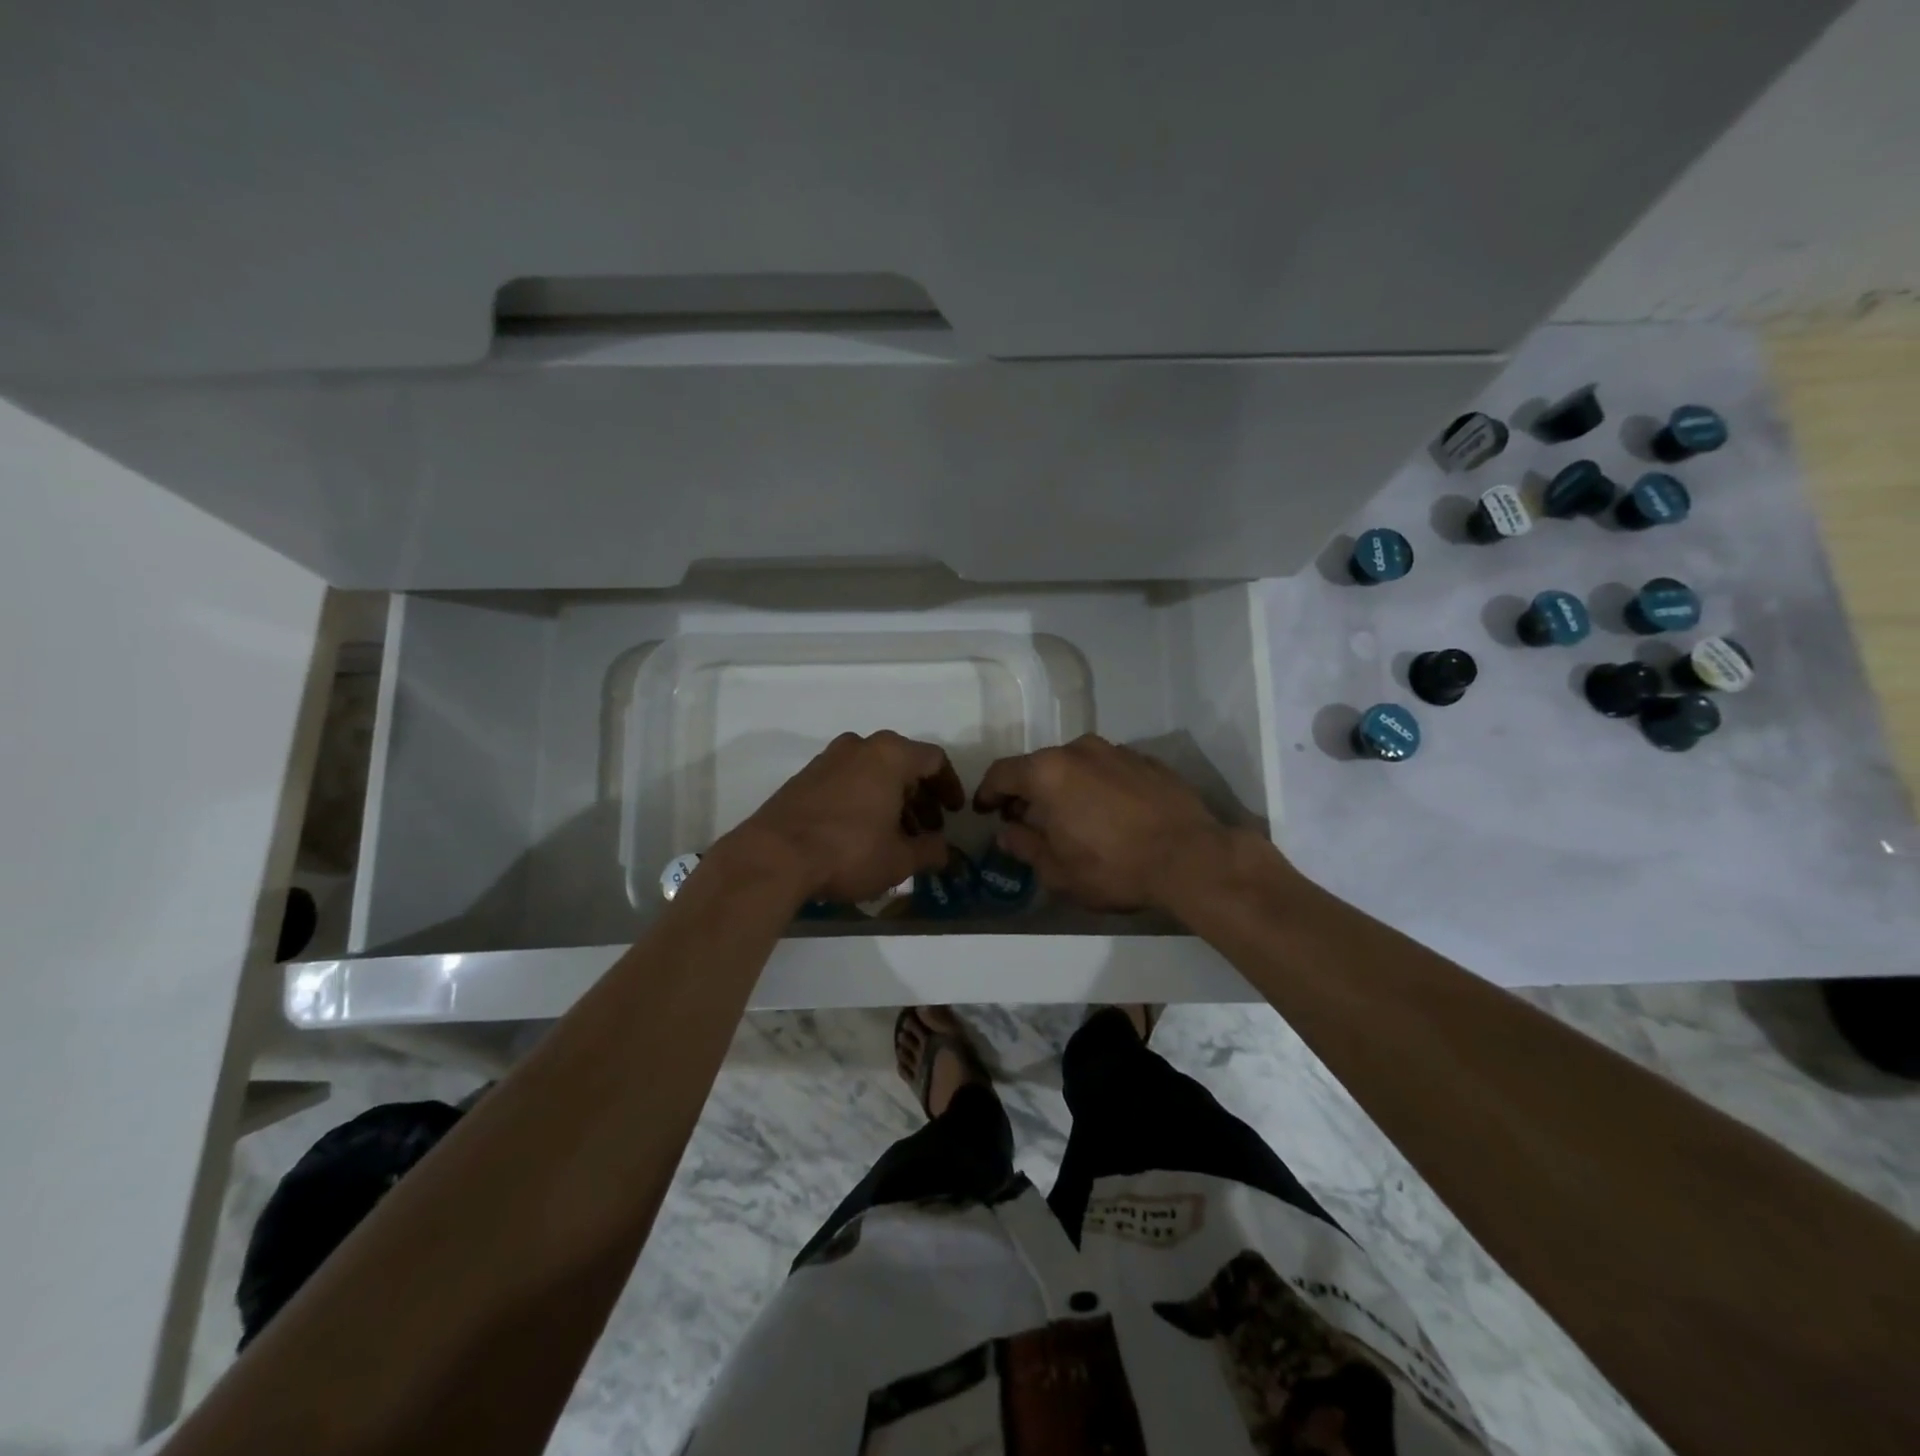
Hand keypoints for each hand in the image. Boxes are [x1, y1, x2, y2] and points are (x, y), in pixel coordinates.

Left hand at [730, 731, 964, 905]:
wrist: (774, 856)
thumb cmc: (849, 851)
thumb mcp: (899, 859)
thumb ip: (930, 852)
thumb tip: (946, 852)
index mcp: (890, 755)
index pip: (934, 760)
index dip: (949, 787)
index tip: (954, 813)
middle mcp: (860, 746)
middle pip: (902, 765)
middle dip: (919, 798)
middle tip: (927, 829)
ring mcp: (828, 759)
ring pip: (873, 773)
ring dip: (891, 800)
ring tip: (896, 837)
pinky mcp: (804, 777)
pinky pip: (847, 781)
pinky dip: (863, 800)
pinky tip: (863, 833)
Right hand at [973, 734, 1234, 911]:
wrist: (1192, 858)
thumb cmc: (1114, 867)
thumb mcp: (1058, 871)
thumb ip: (1025, 846)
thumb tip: (1007, 832)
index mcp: (1049, 772)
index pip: (1003, 773)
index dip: (988, 792)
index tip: (984, 810)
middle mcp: (1079, 750)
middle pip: (1040, 766)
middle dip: (1027, 791)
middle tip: (1024, 818)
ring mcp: (1117, 751)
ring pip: (1076, 765)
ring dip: (1064, 787)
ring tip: (1068, 816)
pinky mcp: (1148, 761)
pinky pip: (1109, 770)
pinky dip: (1097, 786)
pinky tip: (1108, 813)